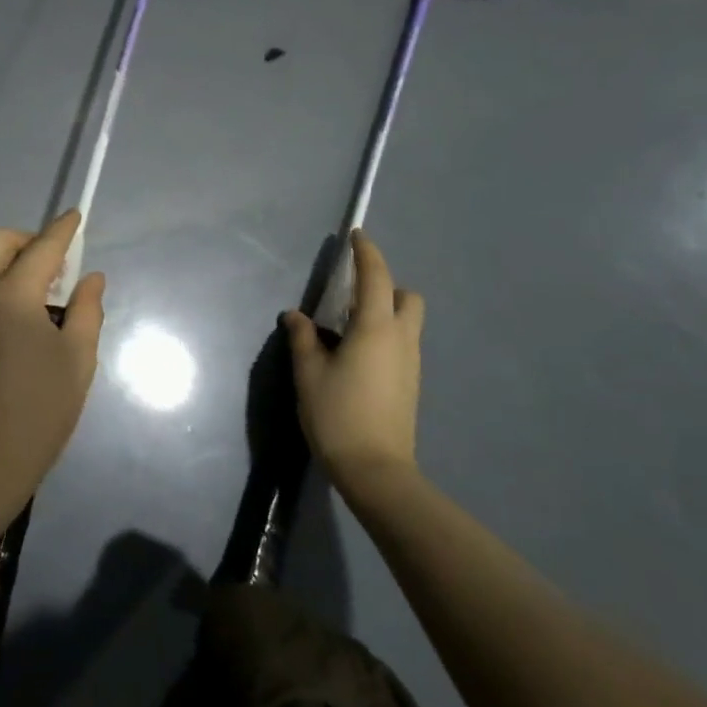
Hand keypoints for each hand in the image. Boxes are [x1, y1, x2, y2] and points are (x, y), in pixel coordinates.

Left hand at [0, 210, 106, 515]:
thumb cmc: (40, 410)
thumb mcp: (78, 359)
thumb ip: (87, 310)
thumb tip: (90, 279)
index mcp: (11, 295)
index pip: (42, 248)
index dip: (63, 230)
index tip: (75, 217)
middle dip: (27, 241)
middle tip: (55, 268)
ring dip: (10, 266)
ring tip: (40, 301)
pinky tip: (16, 329)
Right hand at [284, 231, 423, 493]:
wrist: (376, 470)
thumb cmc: (337, 415)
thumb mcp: (309, 374)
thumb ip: (303, 338)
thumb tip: (296, 316)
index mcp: (375, 329)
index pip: (375, 277)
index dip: (367, 253)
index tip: (356, 236)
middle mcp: (401, 340)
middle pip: (407, 297)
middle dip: (385, 285)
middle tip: (353, 294)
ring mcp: (410, 363)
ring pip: (407, 322)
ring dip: (385, 311)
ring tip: (347, 327)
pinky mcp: (410, 384)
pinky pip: (402, 343)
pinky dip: (385, 335)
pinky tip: (356, 356)